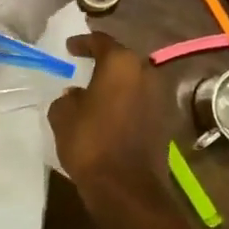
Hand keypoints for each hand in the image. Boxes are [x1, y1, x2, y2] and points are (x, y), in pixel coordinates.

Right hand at [47, 33, 174, 211]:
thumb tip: (75, 95)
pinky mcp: (164, 121)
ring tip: (95, 92)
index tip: (70, 47)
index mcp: (121, 63)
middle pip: (122, 59)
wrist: (126, 188)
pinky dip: (125, 102)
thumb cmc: (91, 142)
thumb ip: (67, 98)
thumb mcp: (63, 115)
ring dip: (116, 84)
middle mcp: (145, 72)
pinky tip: (109, 113)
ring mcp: (159, 97)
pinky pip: (140, 102)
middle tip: (84, 66)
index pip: (101, 41)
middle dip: (103, 62)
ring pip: (133, 81)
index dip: (83, 42)